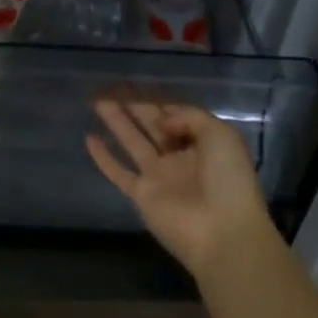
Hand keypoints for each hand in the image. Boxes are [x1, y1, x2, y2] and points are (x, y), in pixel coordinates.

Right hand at [87, 97, 276, 278]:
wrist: (223, 233)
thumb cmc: (228, 181)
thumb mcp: (220, 135)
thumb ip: (188, 116)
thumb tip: (162, 121)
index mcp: (201, 143)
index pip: (175, 114)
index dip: (157, 99)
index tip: (137, 84)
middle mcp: (178, 157)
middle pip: (151, 124)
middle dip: (133, 105)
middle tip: (110, 86)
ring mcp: (158, 176)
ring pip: (132, 141)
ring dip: (115, 121)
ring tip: (96, 100)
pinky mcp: (141, 194)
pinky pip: (118, 171)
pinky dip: (103, 157)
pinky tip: (89, 138)